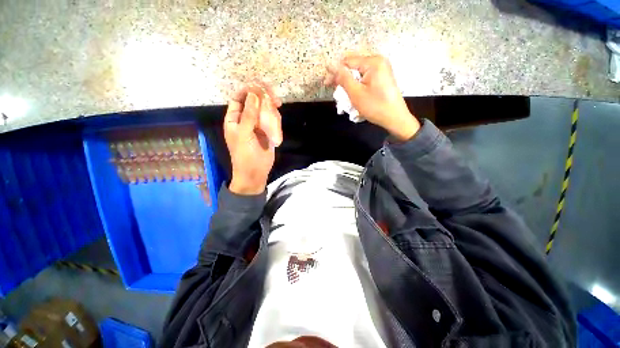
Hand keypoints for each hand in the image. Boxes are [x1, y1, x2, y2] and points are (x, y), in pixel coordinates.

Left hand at [224, 83, 282, 194]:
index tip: (260, 89)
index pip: (239, 98)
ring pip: (265, 111)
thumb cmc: (245, 155)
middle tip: (276, 101)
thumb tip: (253, 94)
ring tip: (275, 121)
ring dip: (272, 112)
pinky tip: (276, 130)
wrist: (255, 172)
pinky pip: (272, 121)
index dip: (248, 91)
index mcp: (234, 119)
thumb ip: (249, 115)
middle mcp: (246, 120)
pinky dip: (275, 121)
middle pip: (254, 102)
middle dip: (264, 100)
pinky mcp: (267, 132)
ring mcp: (258, 126)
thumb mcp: (244, 134)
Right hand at [325, 54, 419, 140]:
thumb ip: (342, 78)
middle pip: (353, 66)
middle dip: (342, 78)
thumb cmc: (375, 106)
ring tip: (343, 95)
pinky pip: (365, 77)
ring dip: (349, 83)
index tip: (326, 83)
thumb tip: (330, 64)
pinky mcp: (382, 77)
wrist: (395, 118)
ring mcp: (382, 69)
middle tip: (334, 91)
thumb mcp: (356, 93)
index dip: (335, 72)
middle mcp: (378, 61)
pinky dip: (357, 85)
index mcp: (373, 62)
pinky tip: (354, 94)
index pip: (347, 61)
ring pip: (358, 73)